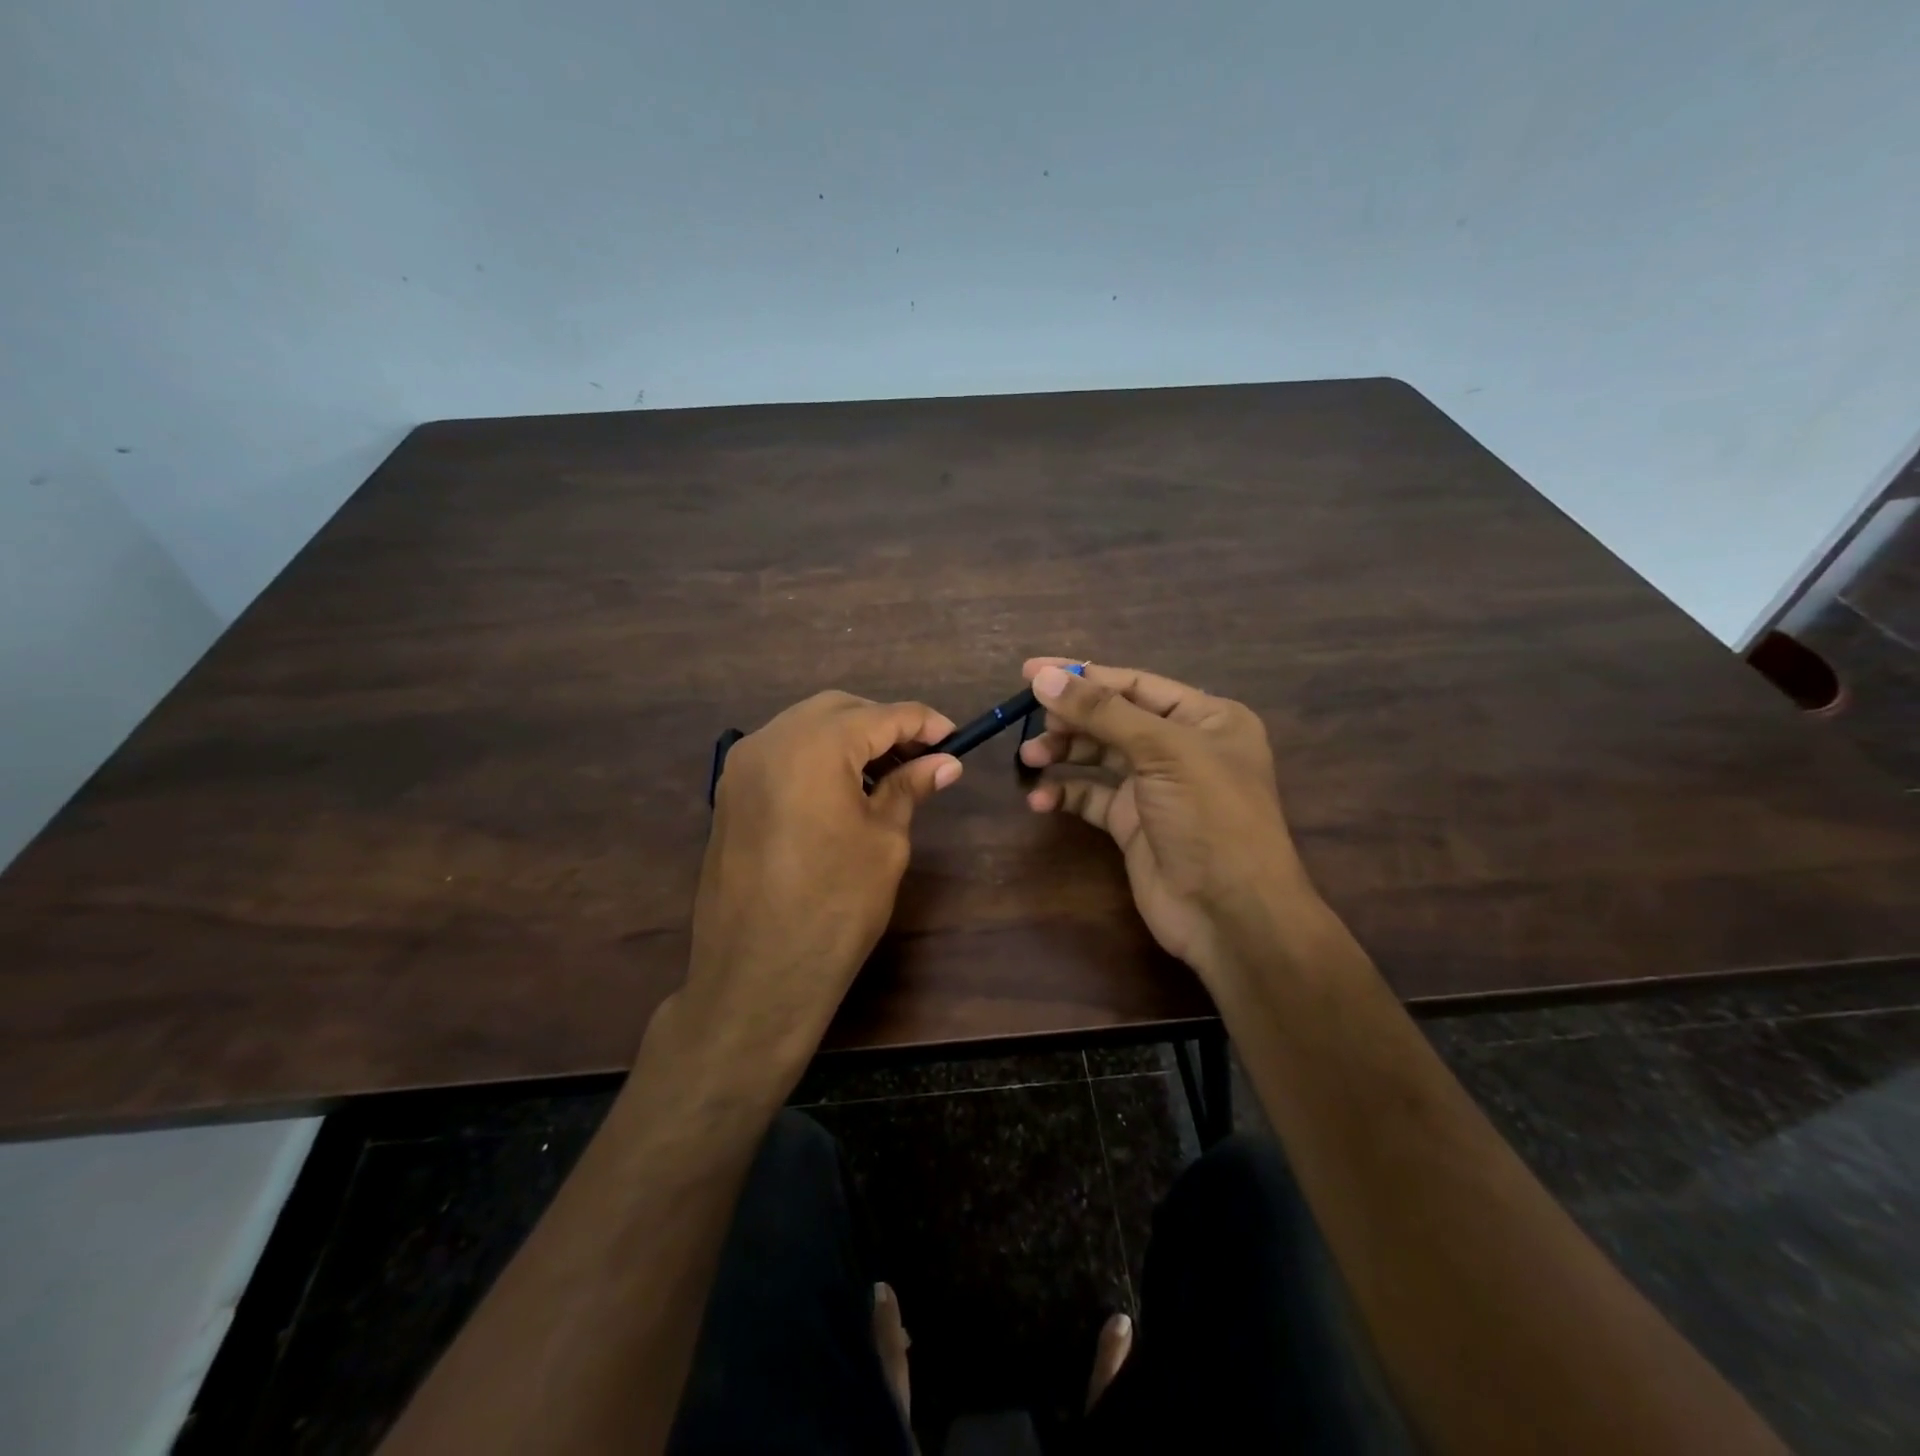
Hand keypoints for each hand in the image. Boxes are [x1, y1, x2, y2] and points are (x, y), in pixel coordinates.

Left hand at [683, 692, 962, 1070]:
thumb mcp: (885, 841)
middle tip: (923, 757)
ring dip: (849, 739)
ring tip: (887, 773)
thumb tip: (944, 762)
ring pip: (805, 727)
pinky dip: (817, 757)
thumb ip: (909, 788)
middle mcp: (770, 740)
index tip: (957, 738)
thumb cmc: (835, 907)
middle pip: (839, 710)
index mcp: (814, 745)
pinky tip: (844, 789)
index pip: (882, 715)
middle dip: (884, 725)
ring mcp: (741, 766)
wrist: (757, 975)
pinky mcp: (729, 794)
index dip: (924, 723)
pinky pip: (782, 754)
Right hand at [1018, 659, 1314, 992]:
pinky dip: (1065, 794)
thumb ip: (1102, 712)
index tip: (1030, 672)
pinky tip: (1040, 800)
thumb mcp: (1162, 752)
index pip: (1135, 685)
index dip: (1083, 676)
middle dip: (1071, 718)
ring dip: (1064, 754)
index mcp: (1206, 718)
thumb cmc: (1209, 816)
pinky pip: (1092, 798)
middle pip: (1114, 719)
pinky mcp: (1134, 825)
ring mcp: (1156, 788)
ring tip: (1029, 758)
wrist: (1230, 913)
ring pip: (1099, 757)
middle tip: (1031, 722)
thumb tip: (1043, 678)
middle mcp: (1182, 747)